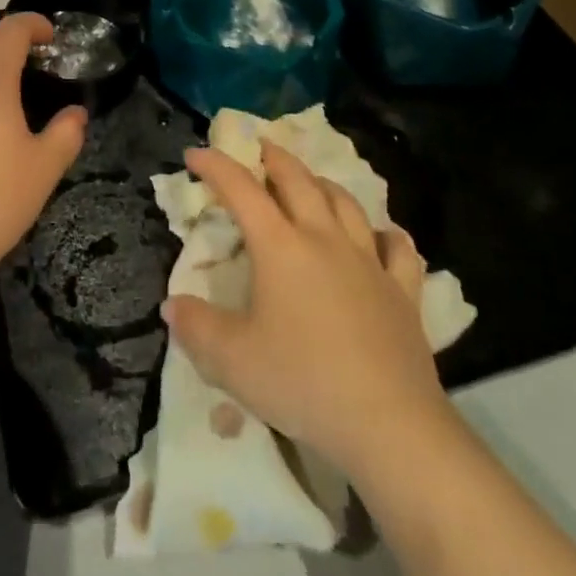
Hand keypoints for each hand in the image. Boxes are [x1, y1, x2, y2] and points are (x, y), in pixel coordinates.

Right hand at [161, 141, 453, 476]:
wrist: (389, 426)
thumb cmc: (302, 382)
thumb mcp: (232, 360)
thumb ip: (196, 328)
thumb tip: (172, 305)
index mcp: (280, 247)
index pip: (242, 190)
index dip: (216, 166)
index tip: (195, 153)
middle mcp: (324, 239)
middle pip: (299, 181)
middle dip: (274, 158)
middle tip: (259, 149)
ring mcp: (369, 263)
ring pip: (346, 204)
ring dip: (323, 184)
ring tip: (312, 182)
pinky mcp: (403, 292)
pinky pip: (399, 250)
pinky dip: (387, 235)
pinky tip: (383, 236)